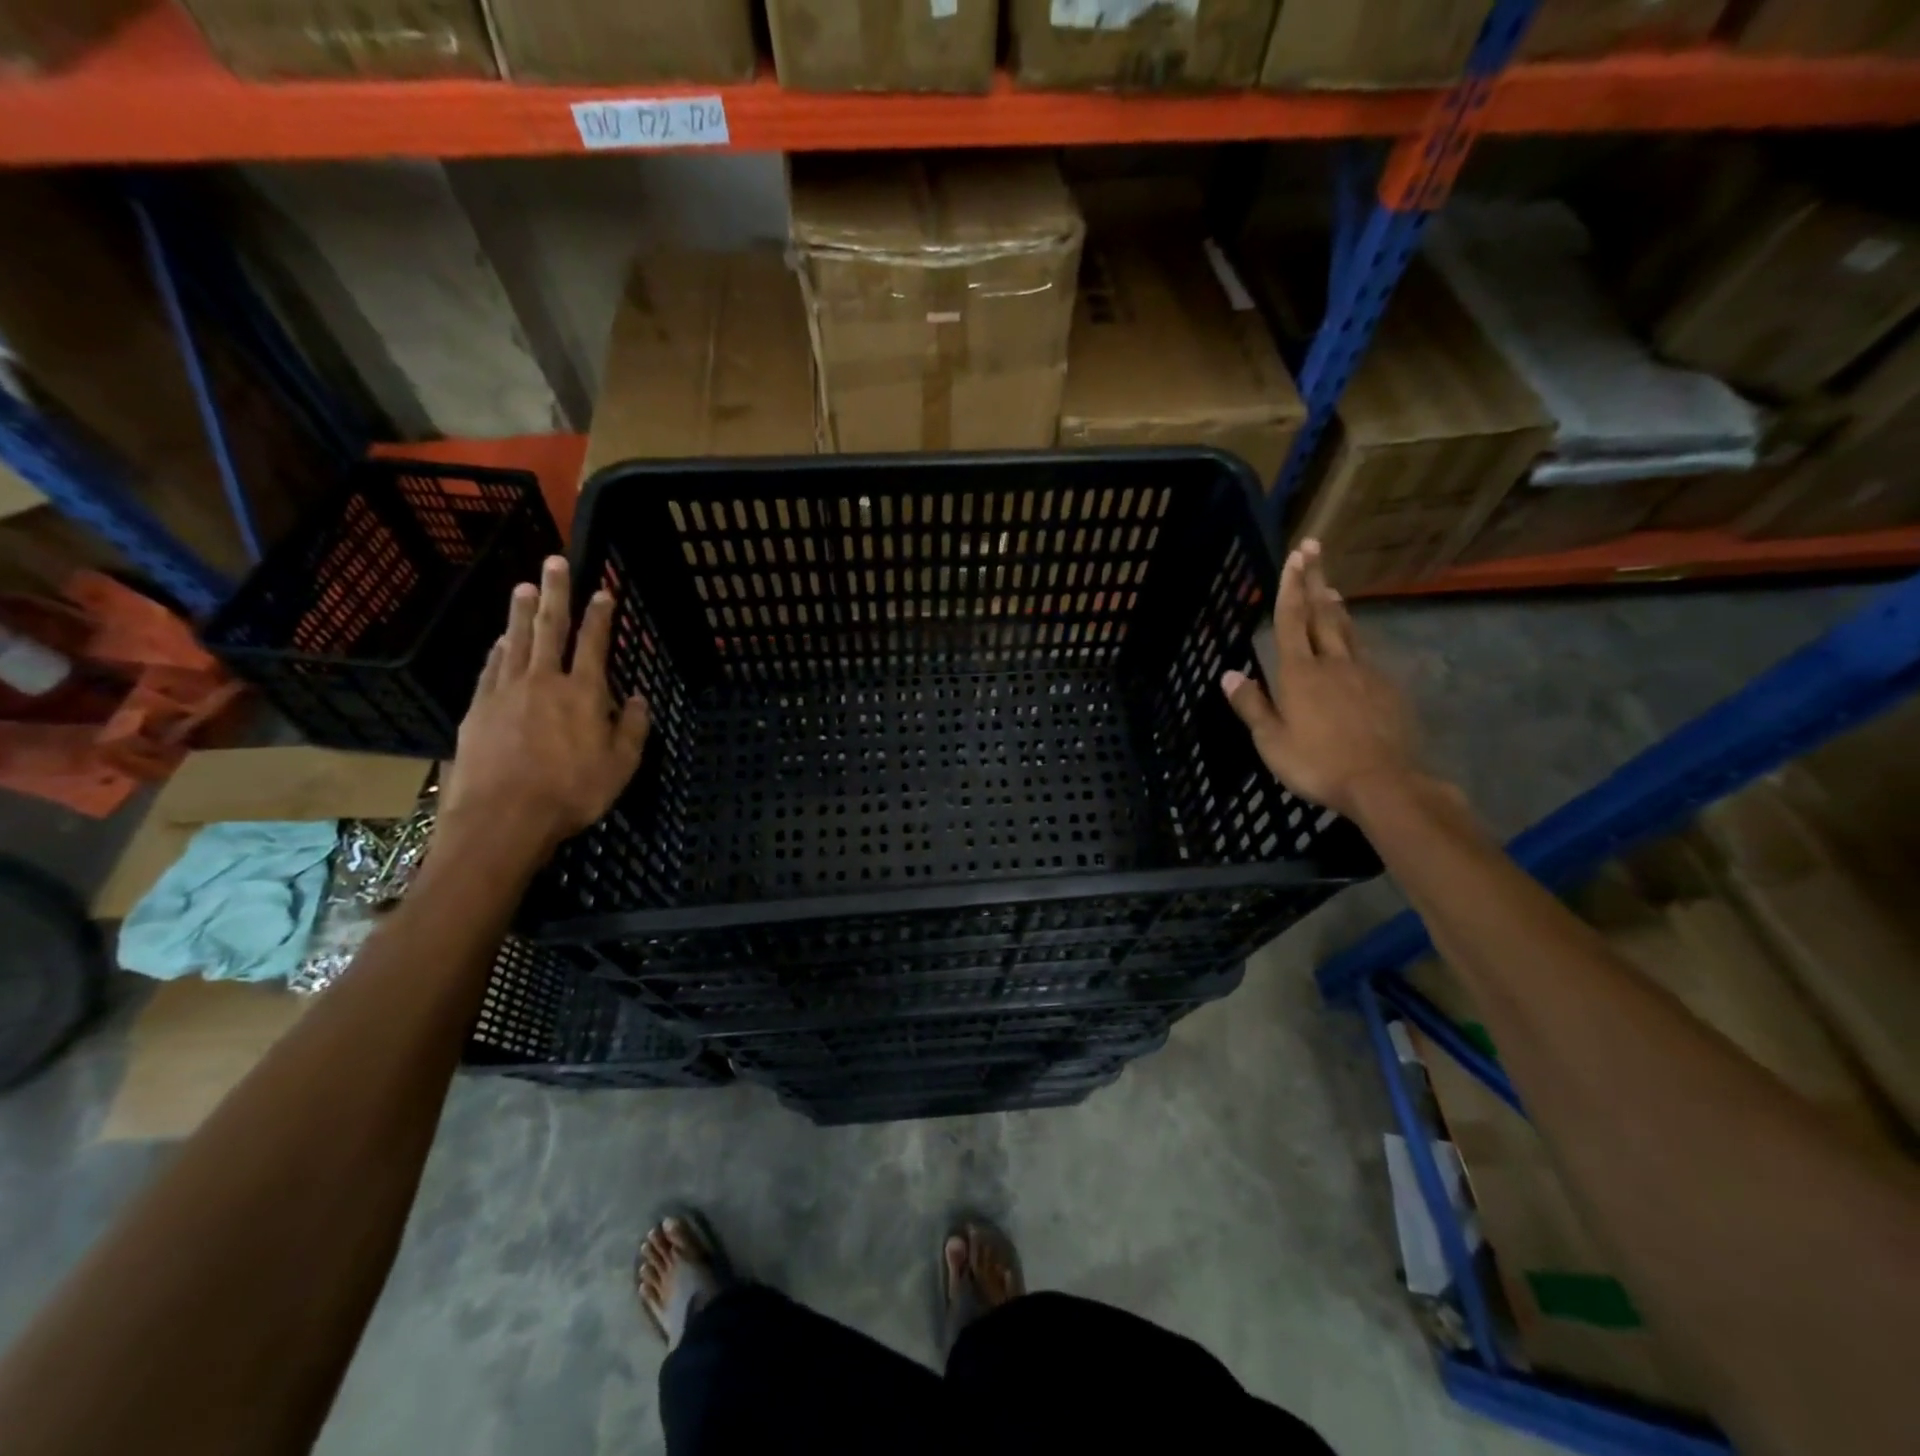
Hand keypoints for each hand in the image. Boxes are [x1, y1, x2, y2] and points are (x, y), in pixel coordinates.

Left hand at [438, 556, 650, 859]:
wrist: (503, 817)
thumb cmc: (572, 792)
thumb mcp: (621, 766)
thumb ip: (633, 728)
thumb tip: (638, 698)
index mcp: (584, 693)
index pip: (594, 644)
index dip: (600, 616)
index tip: (602, 592)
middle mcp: (545, 681)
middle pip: (550, 629)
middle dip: (555, 594)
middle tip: (554, 562)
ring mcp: (506, 692)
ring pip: (516, 641)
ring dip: (521, 613)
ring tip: (523, 587)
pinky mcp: (478, 708)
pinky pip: (491, 668)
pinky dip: (498, 650)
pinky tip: (501, 640)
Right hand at [1221, 539, 1419, 819]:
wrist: (1383, 782)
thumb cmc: (1317, 762)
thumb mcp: (1271, 741)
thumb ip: (1251, 705)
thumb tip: (1228, 674)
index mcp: (1299, 673)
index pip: (1292, 619)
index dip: (1290, 586)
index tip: (1295, 555)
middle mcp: (1332, 663)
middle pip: (1322, 614)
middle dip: (1314, 580)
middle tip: (1314, 548)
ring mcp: (1364, 674)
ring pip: (1347, 631)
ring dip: (1336, 606)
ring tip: (1331, 588)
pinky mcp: (1386, 689)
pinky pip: (1365, 654)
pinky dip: (1354, 638)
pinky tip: (1354, 643)